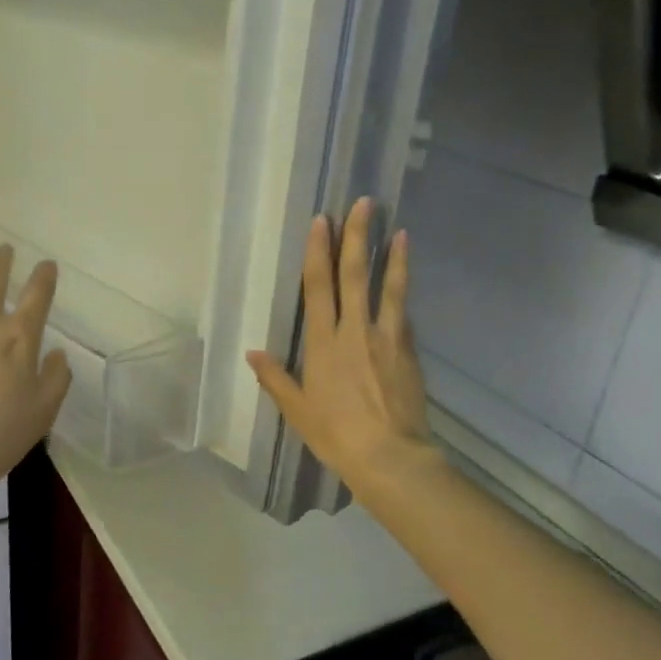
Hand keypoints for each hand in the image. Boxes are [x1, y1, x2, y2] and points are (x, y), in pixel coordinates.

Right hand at [247, 198, 434, 505]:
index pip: (319, 286)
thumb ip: (275, 378)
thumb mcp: (297, 410)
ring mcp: (386, 338)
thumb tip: (252, 353)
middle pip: (355, 275)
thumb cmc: (335, 434)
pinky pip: (403, 315)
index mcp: (323, 343)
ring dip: (392, 256)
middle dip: (358, 236)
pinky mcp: (408, 351)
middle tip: (364, 204)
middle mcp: (354, 330)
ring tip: (399, 230)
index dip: (319, 251)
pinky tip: (403, 281)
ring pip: (388, 288)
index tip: (323, 221)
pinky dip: (402, 294)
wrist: (389, 455)